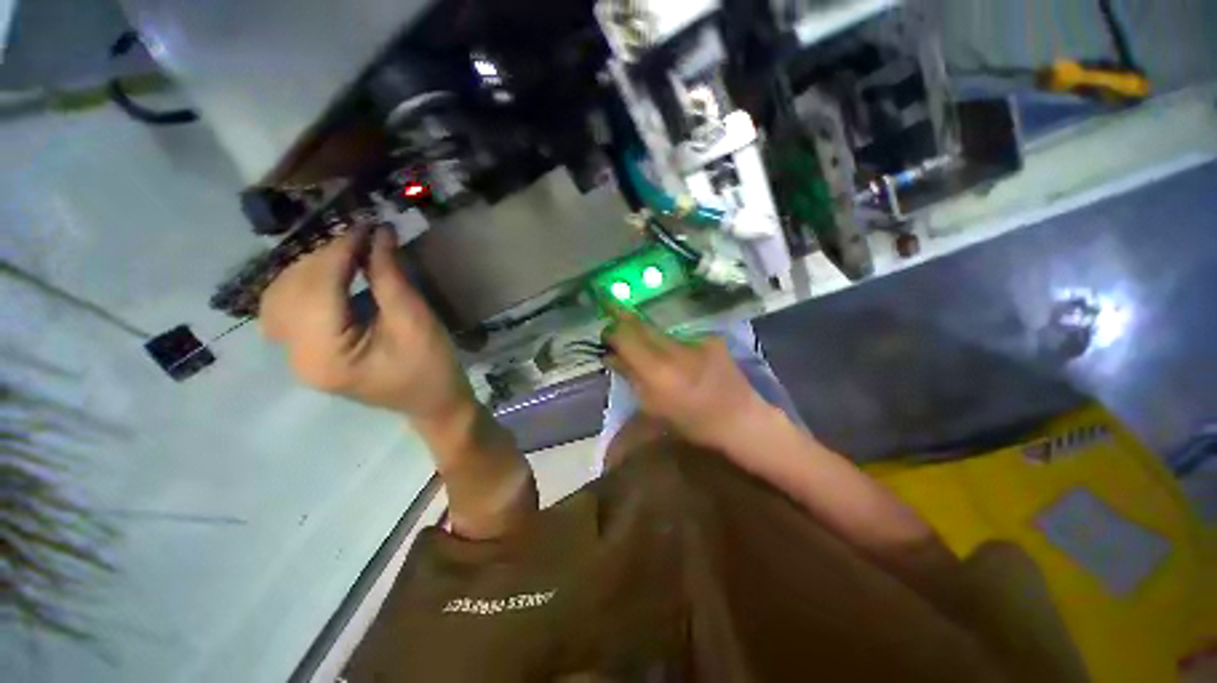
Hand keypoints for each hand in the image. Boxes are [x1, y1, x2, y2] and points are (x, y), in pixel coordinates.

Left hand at [260, 227, 472, 419]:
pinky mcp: (306, 353)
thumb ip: (389, 277)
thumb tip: (378, 233)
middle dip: (325, 257)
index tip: (366, 224)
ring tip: (349, 255)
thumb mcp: (416, 321)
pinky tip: (331, 277)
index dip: (340, 251)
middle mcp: (297, 357)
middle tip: (363, 238)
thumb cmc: (432, 366)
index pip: (318, 288)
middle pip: (291, 291)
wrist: (434, 401)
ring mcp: (296, 357)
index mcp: (326, 355)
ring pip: (281, 297)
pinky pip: (288, 310)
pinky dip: (306, 285)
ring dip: (311, 269)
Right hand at [601, 308, 770, 449]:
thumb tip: (610, 356)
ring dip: (649, 334)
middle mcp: (675, 349)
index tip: (606, 333)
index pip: (625, 336)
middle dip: (625, 322)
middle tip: (617, 324)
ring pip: (660, 328)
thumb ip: (630, 376)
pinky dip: (673, 340)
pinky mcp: (710, 336)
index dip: (612, 331)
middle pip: (641, 324)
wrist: (739, 419)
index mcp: (658, 371)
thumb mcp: (653, 406)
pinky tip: (678, 353)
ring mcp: (696, 340)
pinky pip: (681, 334)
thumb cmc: (692, 422)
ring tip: (649, 345)